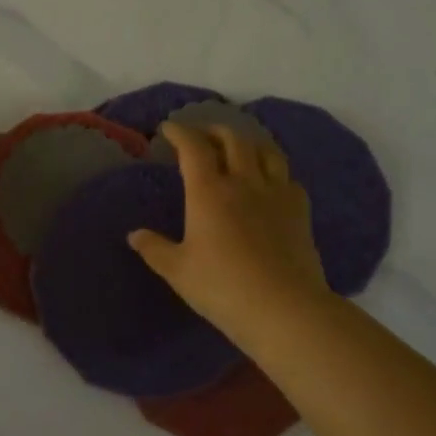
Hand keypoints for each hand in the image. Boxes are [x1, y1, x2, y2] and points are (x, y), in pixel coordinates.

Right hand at [129, 122, 330, 344]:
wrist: (284, 308)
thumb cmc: (223, 287)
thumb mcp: (178, 271)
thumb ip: (155, 249)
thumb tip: (134, 235)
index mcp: (209, 192)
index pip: (193, 147)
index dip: (180, 132)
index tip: (169, 128)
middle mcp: (243, 182)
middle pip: (232, 139)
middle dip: (214, 130)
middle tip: (202, 135)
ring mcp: (276, 193)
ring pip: (266, 151)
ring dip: (248, 142)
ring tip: (239, 148)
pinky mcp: (300, 210)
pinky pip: (288, 178)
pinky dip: (275, 172)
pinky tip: (271, 183)